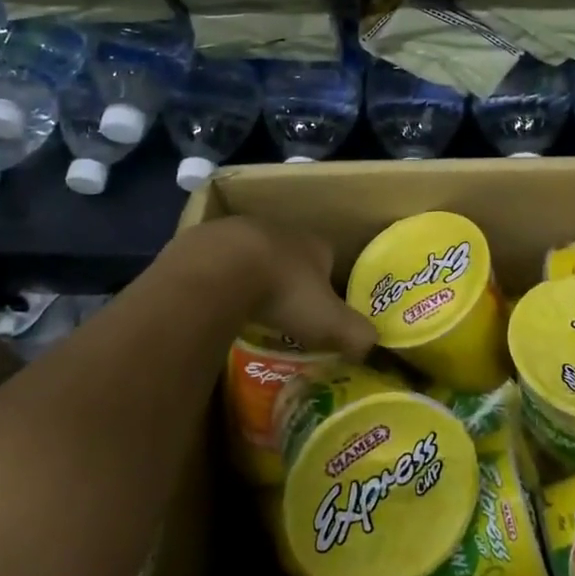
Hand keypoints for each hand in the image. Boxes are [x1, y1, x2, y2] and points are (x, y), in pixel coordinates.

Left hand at [184, 217, 376, 359]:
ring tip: (245, 310)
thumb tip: (372, 346)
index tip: (320, 311)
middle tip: (282, 313)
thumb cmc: (283, 292)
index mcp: (313, 244)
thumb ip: (356, 333)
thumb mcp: (329, 321)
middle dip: (286, 279)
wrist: (219, 269)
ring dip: (249, 276)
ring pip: (250, 254)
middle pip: (289, 254)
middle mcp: (279, 229)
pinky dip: (216, 279)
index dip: (326, 285)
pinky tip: (212, 302)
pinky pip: (214, 262)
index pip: (328, 260)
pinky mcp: (202, 239)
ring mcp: (238, 229)